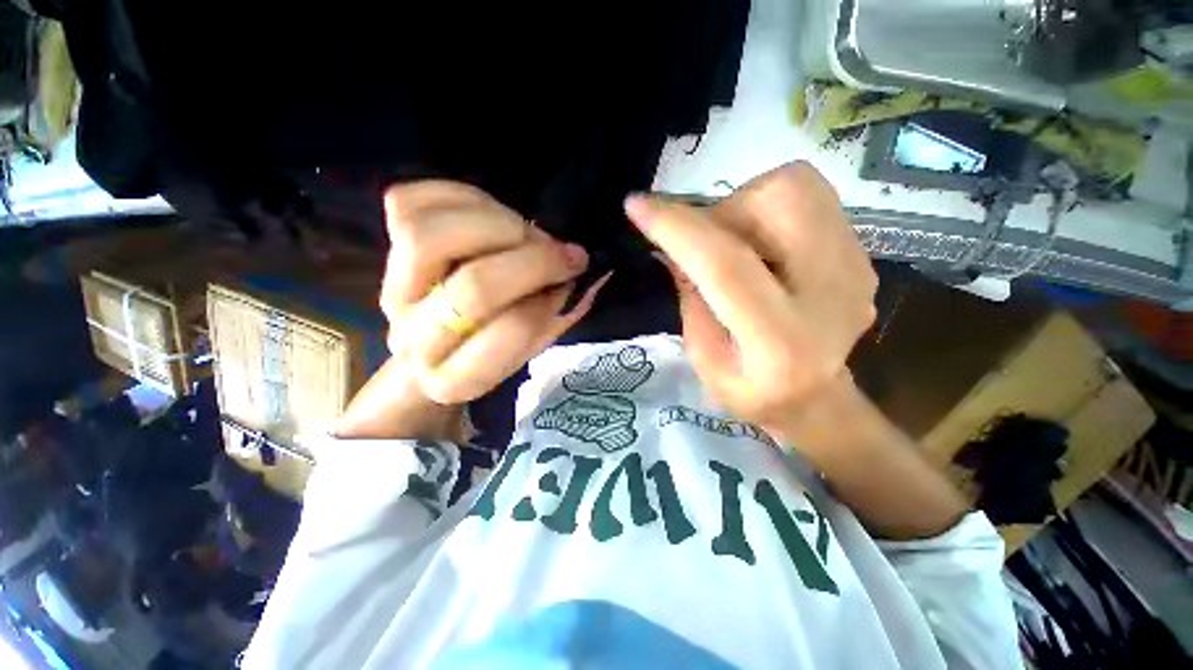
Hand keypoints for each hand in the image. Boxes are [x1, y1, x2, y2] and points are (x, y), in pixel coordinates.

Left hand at [381, 181, 609, 405]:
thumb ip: (555, 310)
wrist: (443, 336)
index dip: (551, 295)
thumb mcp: (536, 340)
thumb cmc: (498, 343)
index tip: (576, 270)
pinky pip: (407, 203)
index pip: (514, 329)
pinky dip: (457, 199)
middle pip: (474, 288)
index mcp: (458, 378)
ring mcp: (393, 290)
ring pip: (429, 238)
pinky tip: (489, 214)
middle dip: (533, 261)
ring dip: (495, 226)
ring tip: (522, 233)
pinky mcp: (383, 248)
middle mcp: (416, 338)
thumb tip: (572, 263)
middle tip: (561, 250)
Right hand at [625, 163, 876, 448]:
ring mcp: (856, 266)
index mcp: (778, 338)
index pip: (725, 265)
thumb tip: (673, 243)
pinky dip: (770, 212)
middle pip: (777, 202)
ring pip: (796, 187)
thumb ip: (690, 296)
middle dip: (724, 211)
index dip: (677, 229)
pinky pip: (810, 199)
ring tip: (737, 245)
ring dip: (748, 206)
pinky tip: (766, 251)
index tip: (636, 205)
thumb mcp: (702, 357)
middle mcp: (831, 294)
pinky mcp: (862, 253)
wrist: (816, 399)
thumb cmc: (749, 390)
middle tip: (707, 244)